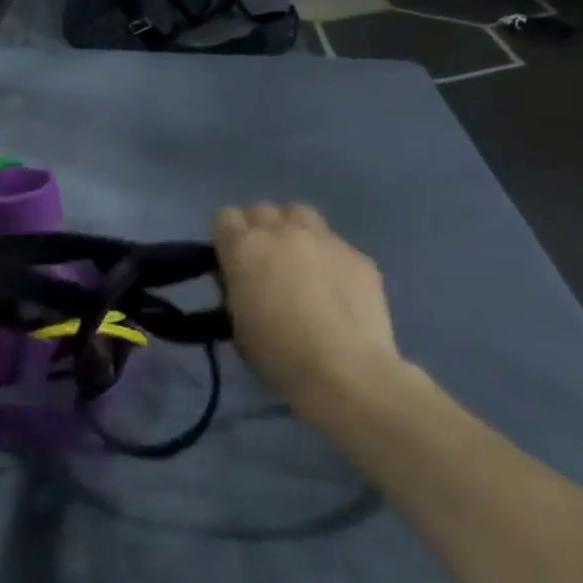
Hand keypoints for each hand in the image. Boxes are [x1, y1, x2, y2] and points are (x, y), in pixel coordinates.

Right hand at [213, 202, 409, 418]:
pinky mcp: (358, 255)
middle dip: (257, 230)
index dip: (226, 237)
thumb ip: (234, 288)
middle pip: (261, 209)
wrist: (345, 372)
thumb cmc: (278, 354)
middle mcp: (282, 232)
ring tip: (298, 262)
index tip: (231, 261)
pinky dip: (326, 257)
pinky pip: (334, 243)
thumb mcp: (236, 323)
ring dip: (292, 230)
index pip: (225, 216)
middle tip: (263, 262)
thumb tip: (241, 278)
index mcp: (243, 248)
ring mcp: (324, 240)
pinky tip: (334, 288)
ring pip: (299, 214)